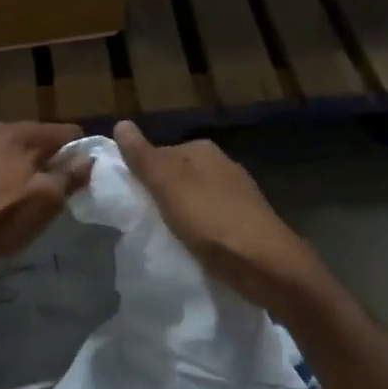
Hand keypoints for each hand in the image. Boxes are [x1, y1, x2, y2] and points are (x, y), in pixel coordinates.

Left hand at [0, 122, 91, 272]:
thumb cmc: (1, 218)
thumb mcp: (45, 202)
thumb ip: (70, 176)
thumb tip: (87, 156)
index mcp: (23, 134)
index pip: (64, 132)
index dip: (77, 151)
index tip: (78, 172)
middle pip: (35, 136)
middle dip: (48, 154)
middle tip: (53, 181)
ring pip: (9, 145)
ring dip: (21, 159)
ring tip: (24, 184)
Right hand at [114, 120, 321, 312]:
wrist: (266, 265)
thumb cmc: (211, 220)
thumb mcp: (168, 185)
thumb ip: (143, 157)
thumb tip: (121, 123)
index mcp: (203, 150)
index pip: (158, 154)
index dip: (140, 176)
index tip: (128, 201)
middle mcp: (222, 165)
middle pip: (176, 176)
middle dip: (159, 195)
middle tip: (142, 221)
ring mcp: (237, 194)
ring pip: (193, 199)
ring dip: (178, 214)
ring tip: (164, 236)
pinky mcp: (245, 222)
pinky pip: (209, 220)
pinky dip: (197, 230)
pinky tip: (191, 246)